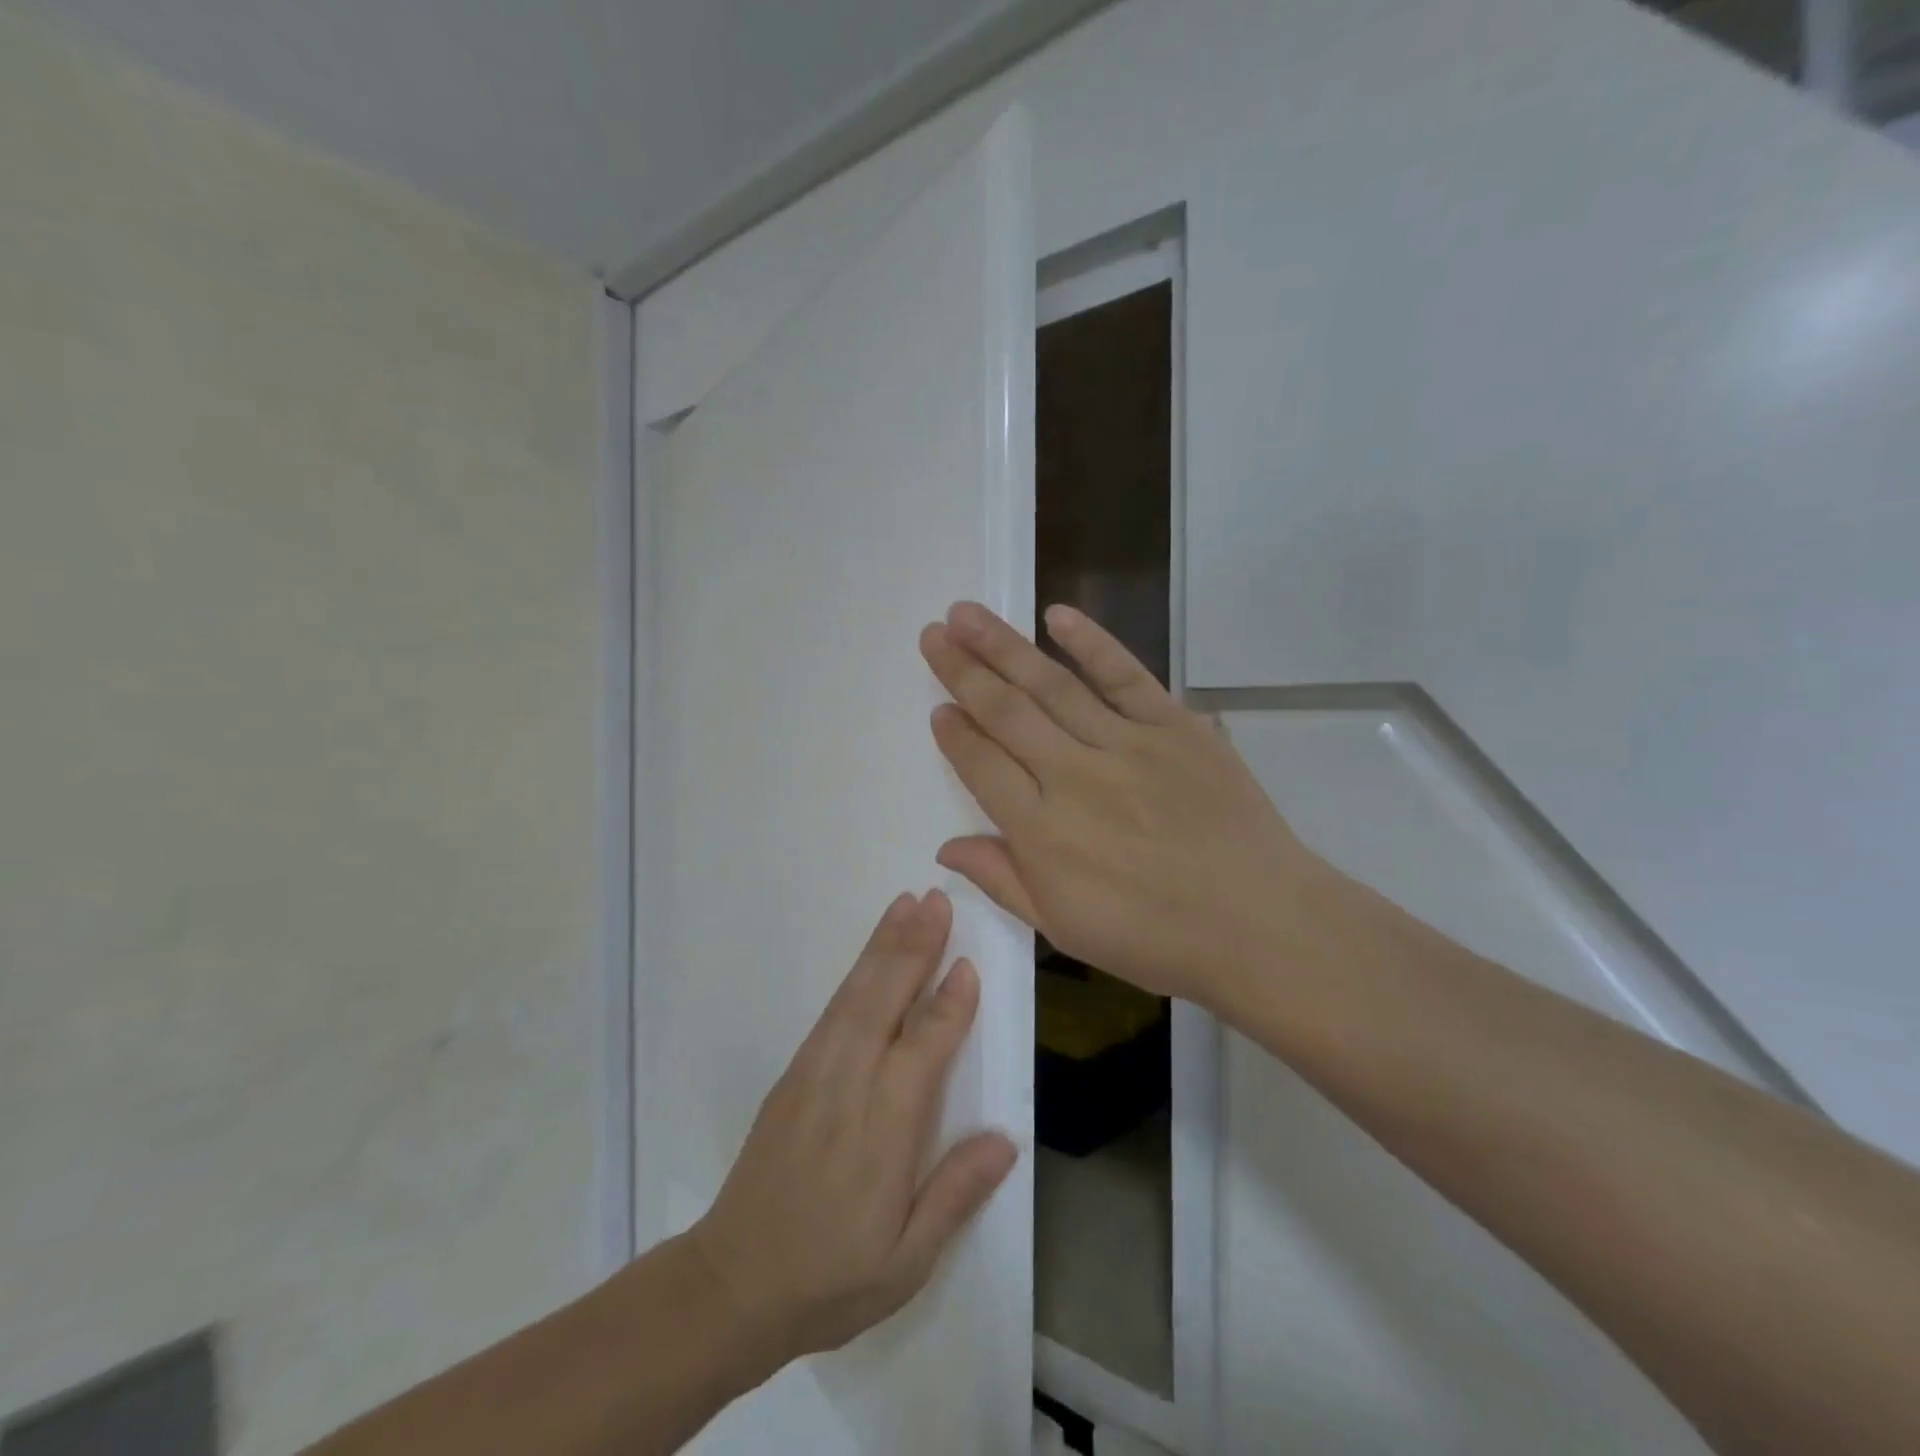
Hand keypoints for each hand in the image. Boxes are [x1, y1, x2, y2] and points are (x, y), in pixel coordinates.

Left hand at [689, 890, 1017, 1367]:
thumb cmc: (832, 1277)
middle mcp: (848, 1086)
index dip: (949, 1005)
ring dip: (883, 945)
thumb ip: (955, 1195)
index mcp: (883, 1131)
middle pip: (885, 1002)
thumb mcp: (906, 1262)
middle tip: (936, 900)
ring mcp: (814, 1073)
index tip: (968, 964)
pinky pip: (832, 1010)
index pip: (924, 1049)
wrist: (733, 1283)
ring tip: (906, 904)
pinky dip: (855, 972)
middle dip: (913, 947)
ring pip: (855, 995)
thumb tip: (1005, 1139)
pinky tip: (871, 954)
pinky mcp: (794, 1073)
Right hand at [919, 601, 1329, 1008]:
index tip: (937, 707)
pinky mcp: (1175, 726)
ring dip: (1004, 646)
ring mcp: (1126, 745)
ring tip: (965, 614)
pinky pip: (1125, 675)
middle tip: (932, 634)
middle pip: (1006, 713)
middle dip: (963, 671)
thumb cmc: (1157, 938)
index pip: (982, 767)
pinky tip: (1057, 615)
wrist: (1261, 924)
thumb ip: (1003, 880)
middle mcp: (1073, 777)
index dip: (955, 735)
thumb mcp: (1065, 928)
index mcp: (1042, 832)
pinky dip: (1091, 642)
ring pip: (1052, 685)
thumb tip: (945, 847)